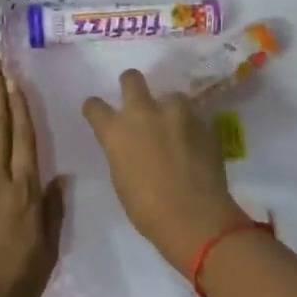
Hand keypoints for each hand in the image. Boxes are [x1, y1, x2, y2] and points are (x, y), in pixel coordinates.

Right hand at [82, 69, 249, 275]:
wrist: (195, 217)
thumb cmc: (147, 209)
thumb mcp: (121, 177)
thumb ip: (122, 151)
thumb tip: (130, 145)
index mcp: (115, 131)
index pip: (94, 106)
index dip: (95, 108)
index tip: (99, 113)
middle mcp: (143, 113)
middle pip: (131, 78)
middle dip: (131, 84)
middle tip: (137, 100)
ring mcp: (175, 114)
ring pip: (170, 95)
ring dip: (169, 108)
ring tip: (175, 128)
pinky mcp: (202, 122)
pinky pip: (192, 116)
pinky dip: (189, 127)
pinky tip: (193, 145)